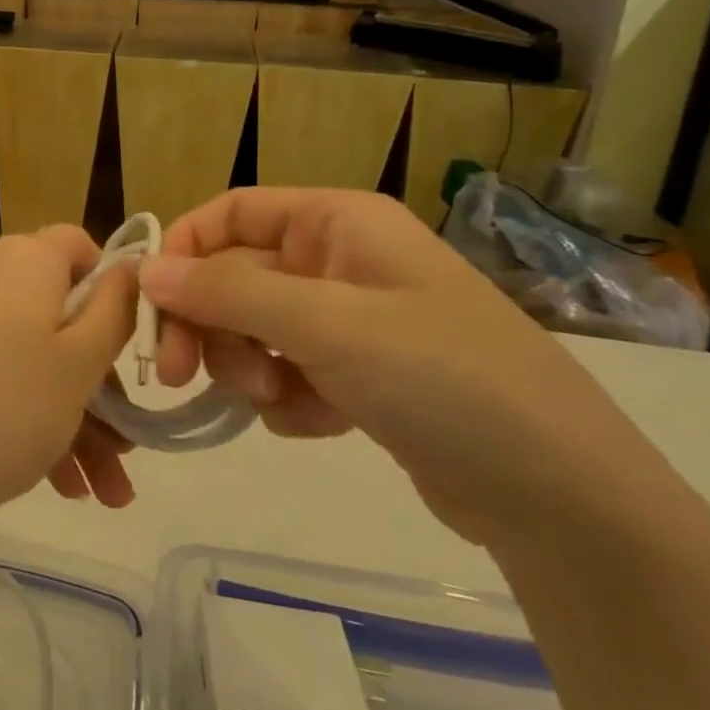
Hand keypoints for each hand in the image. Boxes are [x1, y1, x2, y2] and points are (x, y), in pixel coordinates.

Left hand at [0, 227, 139, 560]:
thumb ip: (115, 310)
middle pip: (59, 311)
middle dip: (99, 385)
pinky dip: (30, 411)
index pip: (80, 246)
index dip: (112, 292)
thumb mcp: (81, 362)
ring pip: (32, 351)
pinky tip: (60, 482)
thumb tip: (128, 268)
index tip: (127, 350)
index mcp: (24, 256)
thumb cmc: (7, 406)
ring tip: (102, 492)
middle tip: (125, 450)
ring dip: (74, 416)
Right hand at [140, 189, 665, 544]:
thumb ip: (227, 293)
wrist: (563, 497)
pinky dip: (285, 397)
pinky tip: (315, 422)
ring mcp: (350, 319)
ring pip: (254, 328)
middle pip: (235, 276)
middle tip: (178, 374)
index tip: (150, 302)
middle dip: (210, 324)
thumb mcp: (326, 325)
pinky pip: (287, 371)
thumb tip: (145, 270)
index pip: (232, 212)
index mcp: (337, 221)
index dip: (185, 249)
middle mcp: (339, 259)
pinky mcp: (359, 375)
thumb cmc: (442, 377)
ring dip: (246, 364)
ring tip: (274, 400)